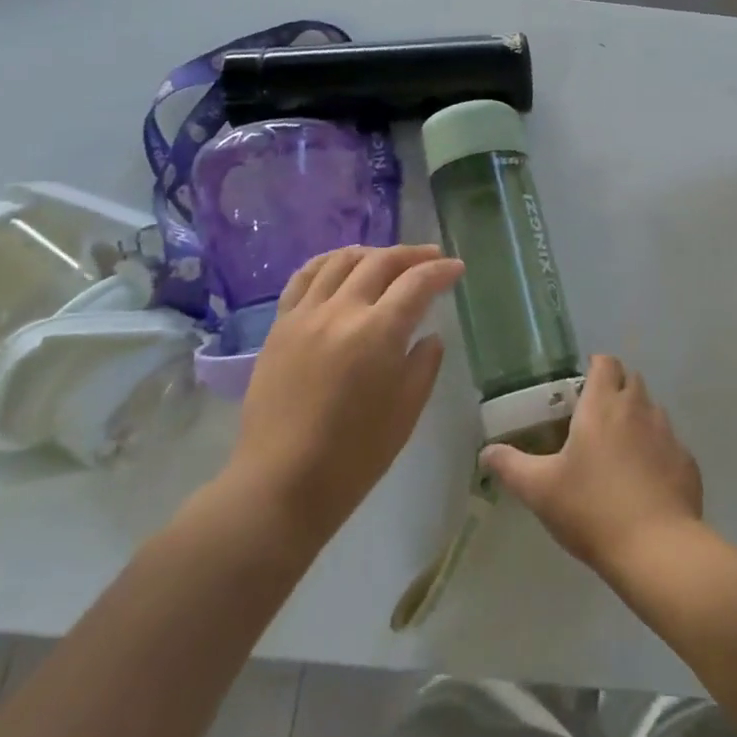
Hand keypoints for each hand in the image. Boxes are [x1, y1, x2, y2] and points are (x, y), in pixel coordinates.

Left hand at [226, 244, 463, 536]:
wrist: (281, 483)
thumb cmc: (354, 456)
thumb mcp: (406, 411)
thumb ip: (424, 364)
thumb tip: (430, 335)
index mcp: (378, 332)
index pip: (417, 283)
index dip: (441, 271)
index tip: (457, 268)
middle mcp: (341, 311)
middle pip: (380, 262)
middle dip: (412, 255)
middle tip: (432, 257)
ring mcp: (305, 315)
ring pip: (341, 260)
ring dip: (372, 253)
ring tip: (388, 259)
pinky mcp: (280, 326)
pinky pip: (304, 277)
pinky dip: (328, 262)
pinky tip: (340, 266)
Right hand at [480, 355, 702, 574]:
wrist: (657, 550)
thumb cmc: (592, 509)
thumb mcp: (540, 490)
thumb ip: (511, 466)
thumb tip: (486, 452)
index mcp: (603, 405)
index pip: (605, 362)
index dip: (594, 367)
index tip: (580, 387)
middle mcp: (639, 409)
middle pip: (631, 380)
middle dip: (615, 389)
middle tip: (594, 419)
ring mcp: (668, 434)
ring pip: (652, 410)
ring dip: (637, 419)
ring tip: (619, 452)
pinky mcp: (687, 462)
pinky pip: (669, 444)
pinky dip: (657, 452)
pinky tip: (644, 482)